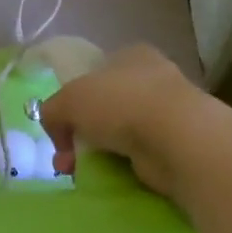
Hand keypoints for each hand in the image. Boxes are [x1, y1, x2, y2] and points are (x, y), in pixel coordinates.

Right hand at [38, 43, 218, 198]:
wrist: (177, 139)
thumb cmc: (121, 103)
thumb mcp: (70, 99)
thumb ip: (53, 110)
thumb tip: (54, 128)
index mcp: (130, 55)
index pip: (96, 72)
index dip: (75, 97)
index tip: (61, 124)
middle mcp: (152, 79)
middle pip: (106, 106)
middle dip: (81, 132)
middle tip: (65, 156)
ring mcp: (169, 113)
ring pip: (122, 133)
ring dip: (99, 152)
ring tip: (79, 173)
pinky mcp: (178, 146)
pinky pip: (140, 156)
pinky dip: (123, 167)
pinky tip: (110, 177)